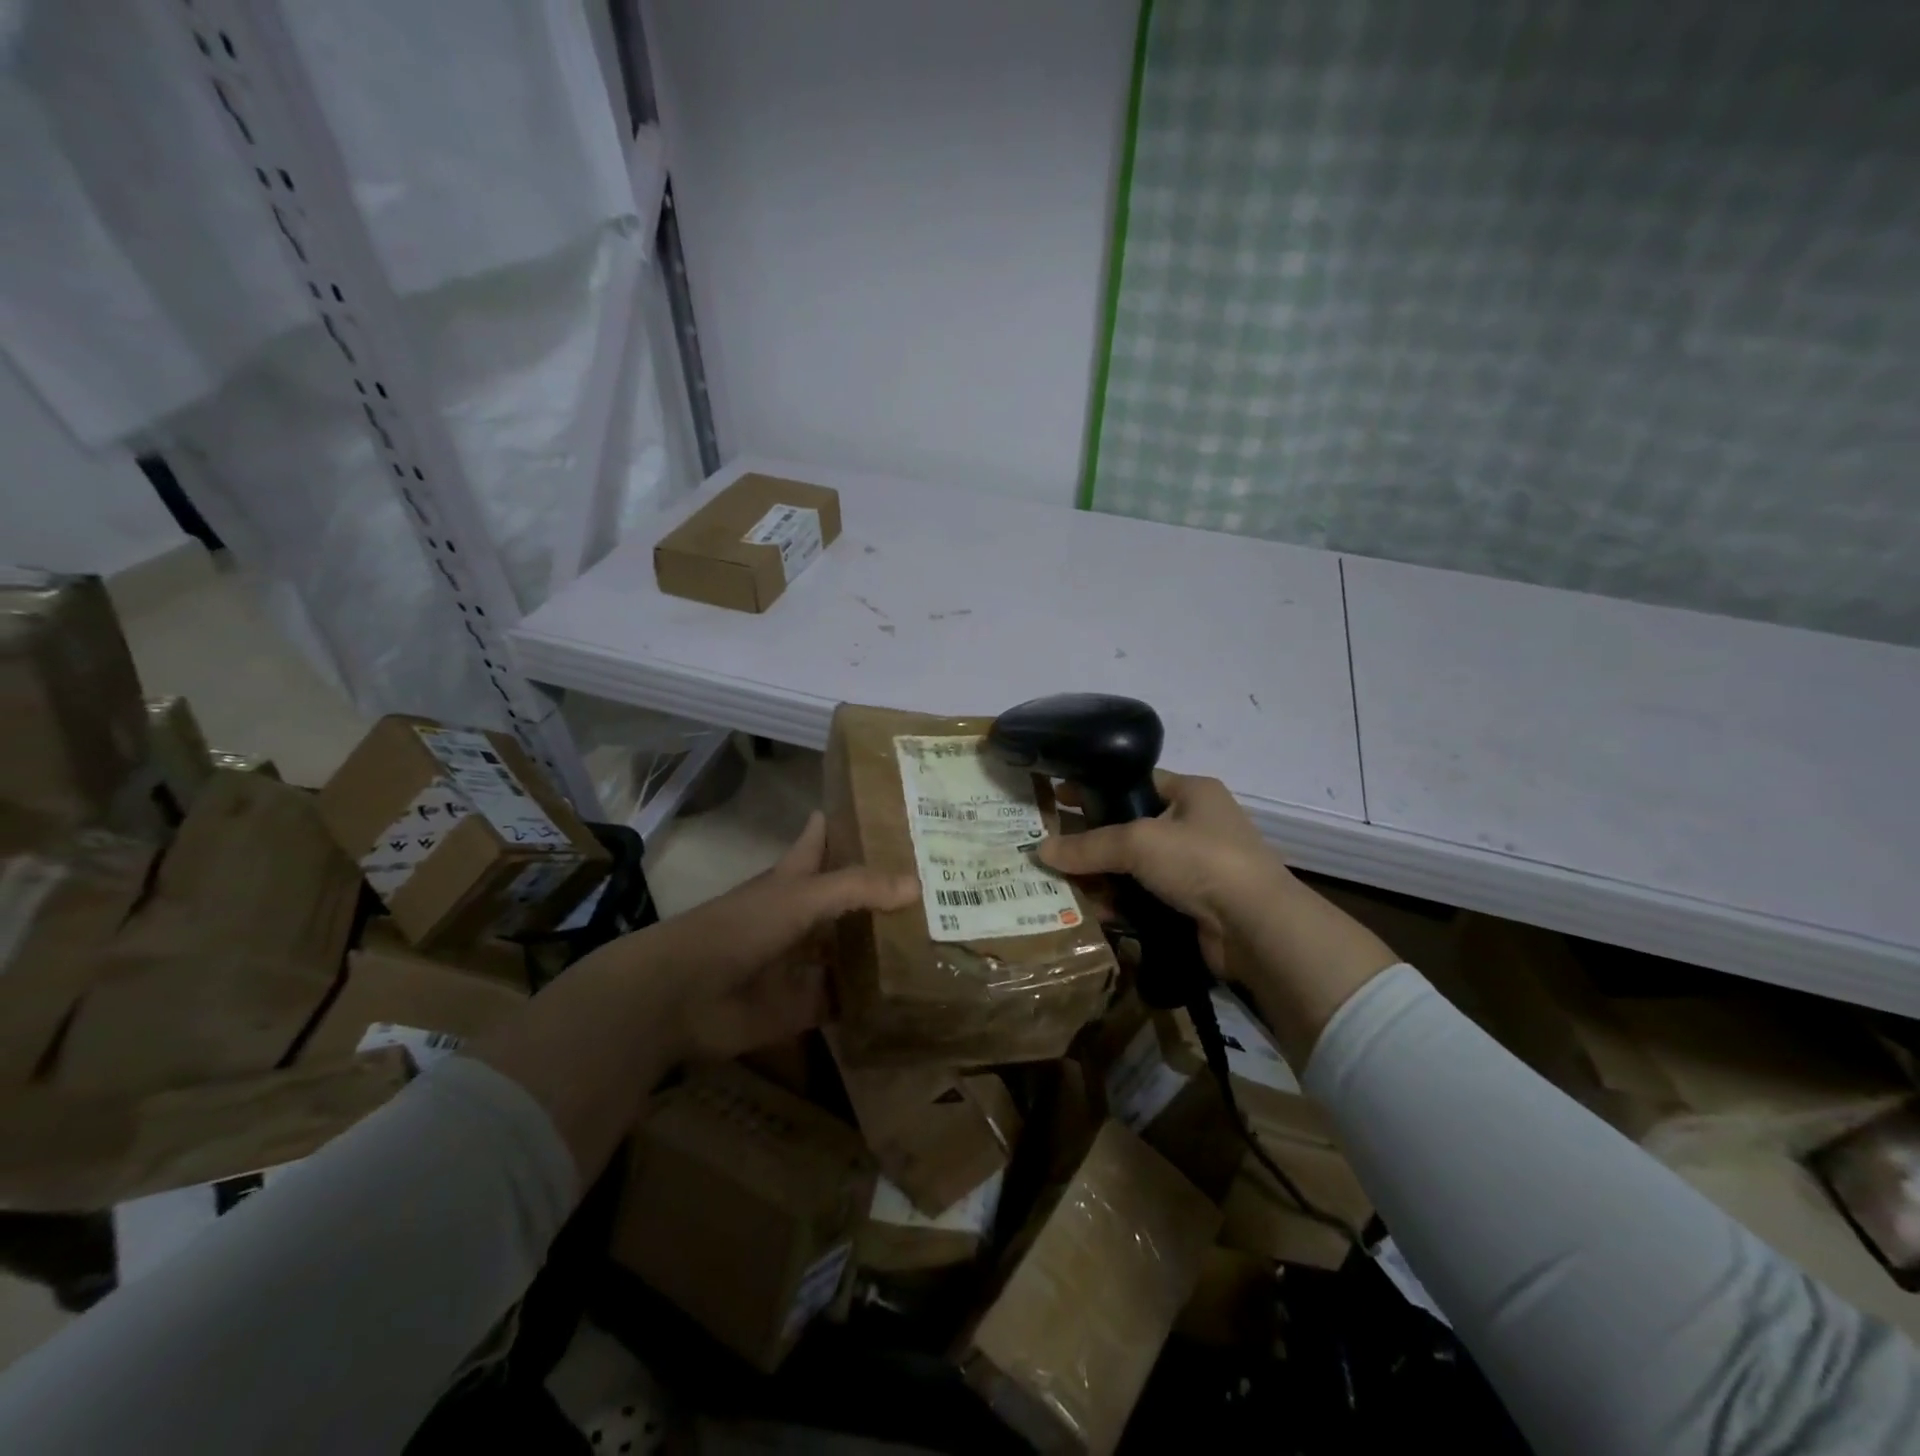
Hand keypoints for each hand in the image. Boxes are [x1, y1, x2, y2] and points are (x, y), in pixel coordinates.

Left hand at [649, 811, 918, 1061]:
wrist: (684, 997)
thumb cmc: (740, 928)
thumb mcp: (801, 896)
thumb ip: (857, 888)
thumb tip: (918, 883)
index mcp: (795, 879)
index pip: (824, 840)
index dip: (849, 824)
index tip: (892, 812)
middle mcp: (803, 916)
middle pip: (848, 898)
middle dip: (885, 892)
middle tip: (942, 883)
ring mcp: (804, 961)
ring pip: (851, 949)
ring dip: (884, 947)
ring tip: (941, 938)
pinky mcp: (805, 1004)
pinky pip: (847, 1000)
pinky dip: (873, 1000)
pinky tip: (913, 994)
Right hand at [1038, 771, 1396, 1066]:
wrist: (1257, 928)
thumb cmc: (1201, 861)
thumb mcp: (1138, 842)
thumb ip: (1088, 845)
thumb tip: (1041, 851)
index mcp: (1192, 792)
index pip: (1134, 782)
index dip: (1095, 788)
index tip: (1057, 798)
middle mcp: (1195, 824)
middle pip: (1130, 827)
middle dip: (1092, 841)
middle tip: (1051, 849)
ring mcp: (1196, 867)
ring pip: (1134, 867)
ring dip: (1102, 877)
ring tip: (1062, 886)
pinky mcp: (1192, 904)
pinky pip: (1145, 897)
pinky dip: (1121, 903)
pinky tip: (1093, 912)